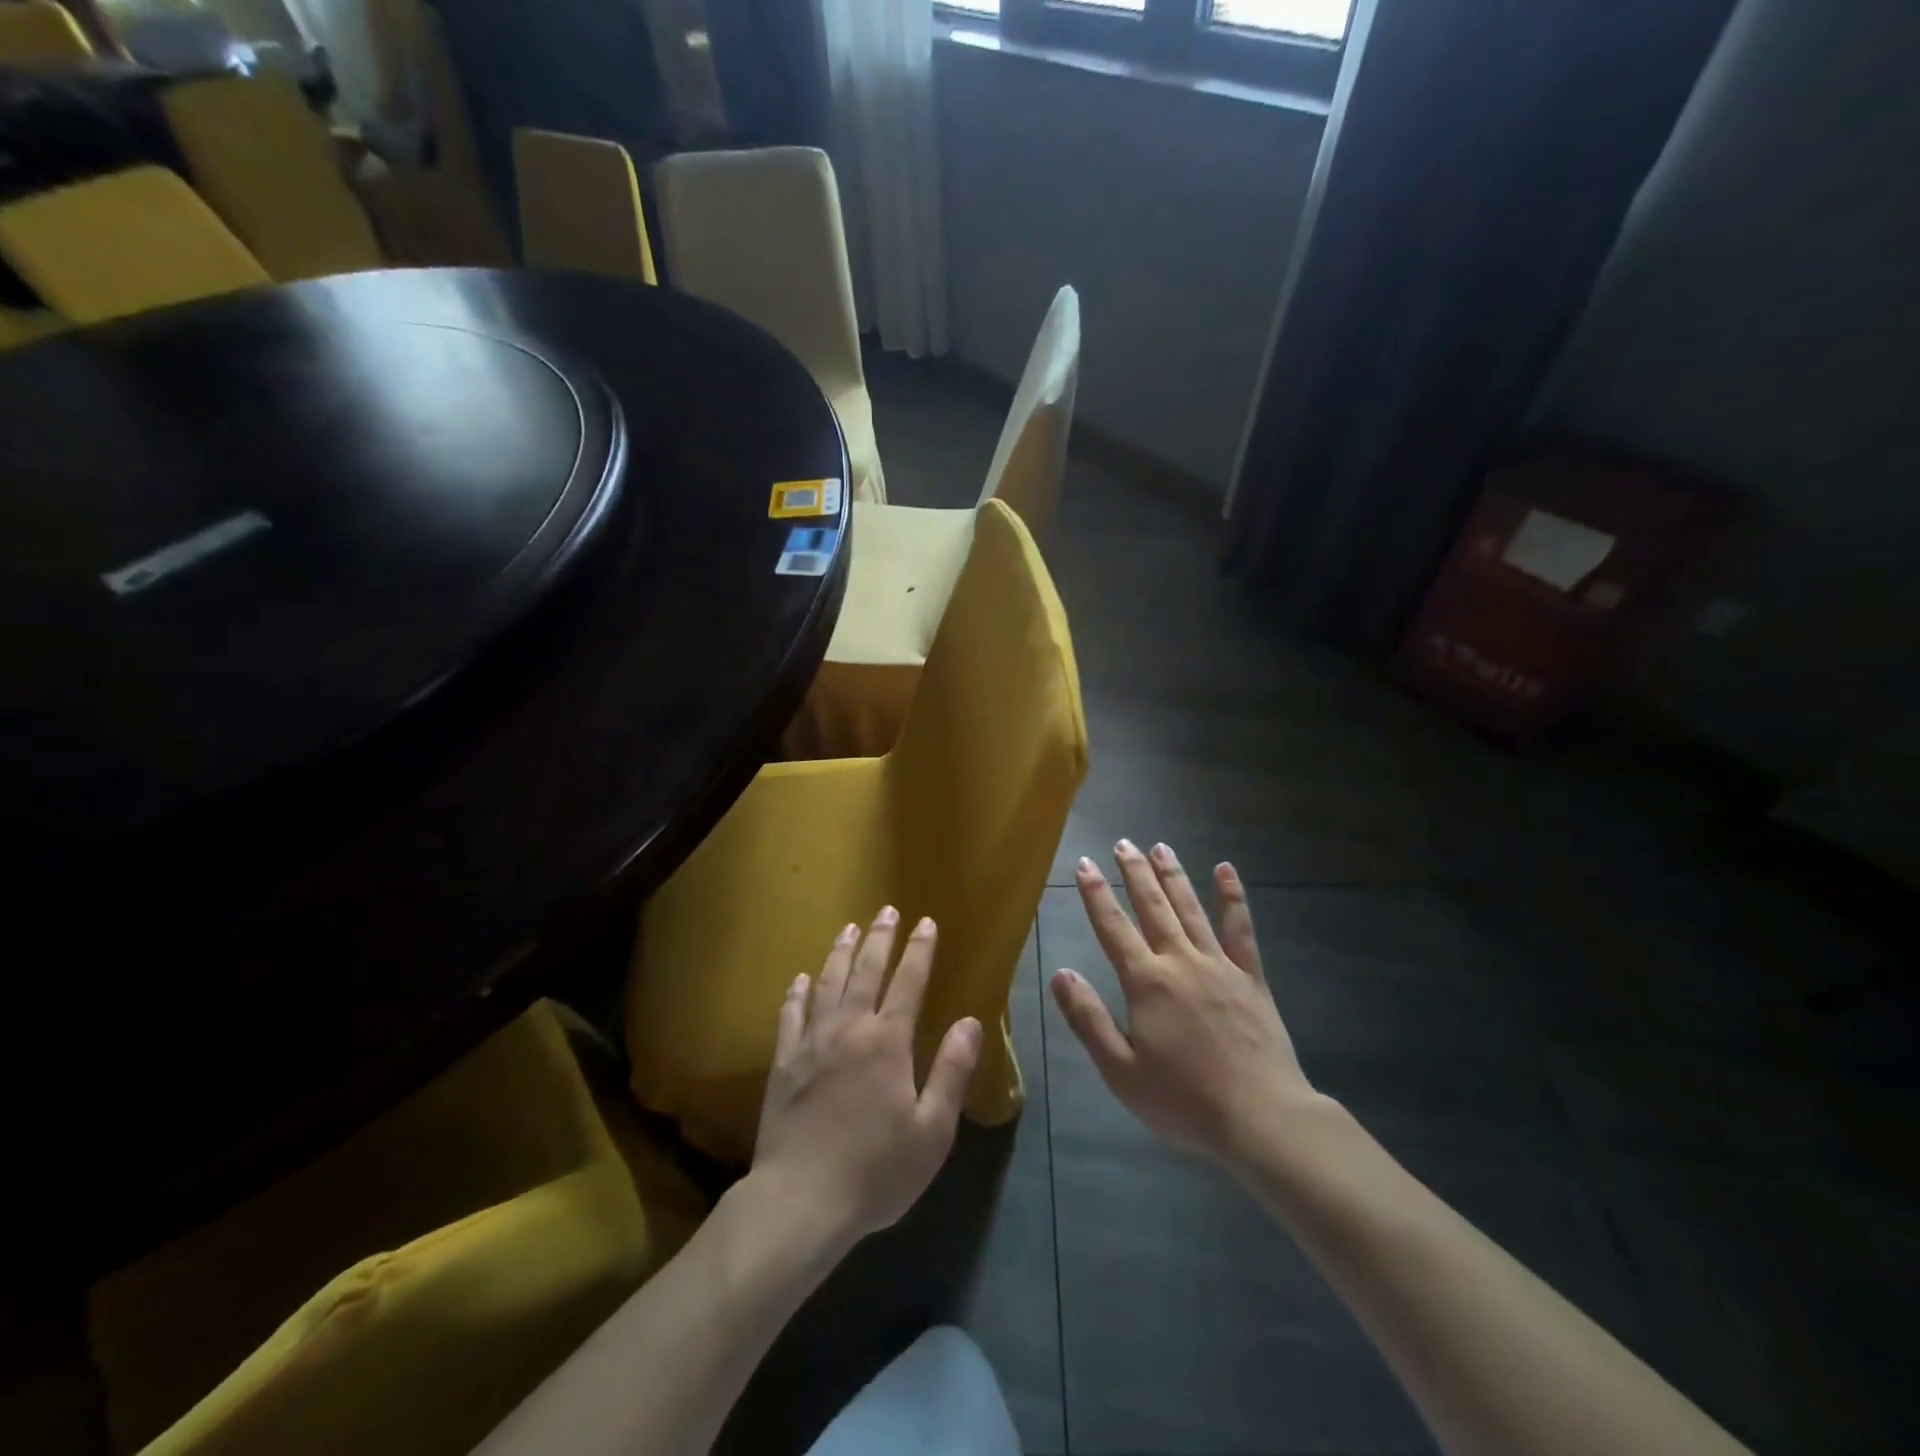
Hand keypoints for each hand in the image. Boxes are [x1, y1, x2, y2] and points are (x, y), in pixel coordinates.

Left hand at [751, 908, 982, 1247]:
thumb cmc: (876, 1171)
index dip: (919, 950)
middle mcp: (849, 1029)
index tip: (926, 922)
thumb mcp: (932, 1130)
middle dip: (880, 938)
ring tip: (849, 928)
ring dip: (841, 953)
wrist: (800, 1202)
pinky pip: (791, 1015)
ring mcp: (812, 1043)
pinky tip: (801, 978)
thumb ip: (951, 1071)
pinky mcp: (783, 1063)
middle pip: (866, 971)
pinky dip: (797, 992)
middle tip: (886, 910)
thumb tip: (971, 1021)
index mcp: (888, 1042)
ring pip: (828, 983)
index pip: (909, 982)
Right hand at [1050, 840, 1315, 1165]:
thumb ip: (1088, 1018)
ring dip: (1173, 876)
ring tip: (1160, 847)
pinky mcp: (1251, 978)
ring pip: (1190, 909)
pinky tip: (1225, 871)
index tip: (1084, 864)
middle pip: (1153, 907)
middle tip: (1123, 843)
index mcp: (1146, 983)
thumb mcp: (1120, 1070)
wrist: (1261, 1119)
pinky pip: (1240, 929)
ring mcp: (1219, 965)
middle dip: (1135, 873)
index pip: (1113, 927)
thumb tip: (1060, 973)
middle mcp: (1180, 961)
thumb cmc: (1184, 1101)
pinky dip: (1232, 898)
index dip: (1096, 894)